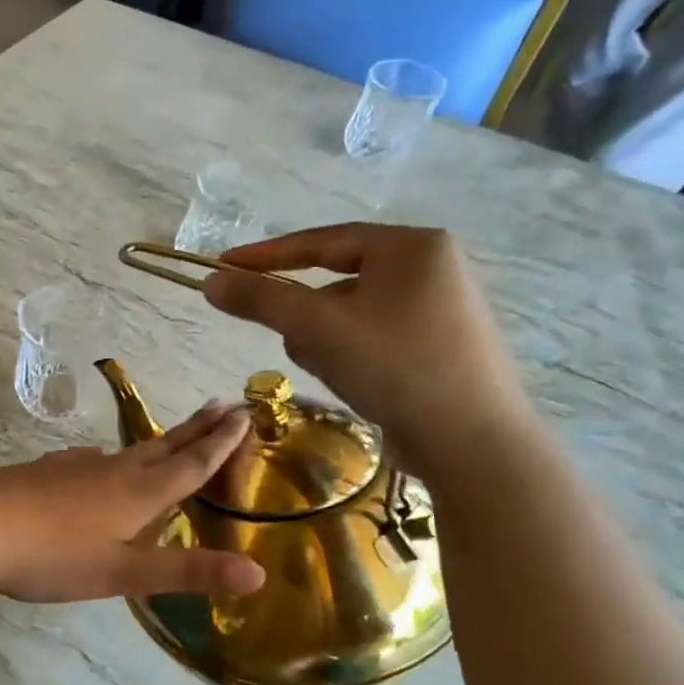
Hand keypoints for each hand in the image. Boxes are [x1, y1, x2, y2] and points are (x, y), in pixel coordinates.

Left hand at [0, 406, 267, 602]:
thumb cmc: (53, 554)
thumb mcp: (123, 573)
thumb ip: (187, 571)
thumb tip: (258, 574)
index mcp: (138, 492)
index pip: (190, 463)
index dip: (220, 443)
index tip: (245, 414)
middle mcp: (112, 470)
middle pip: (163, 446)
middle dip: (197, 428)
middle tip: (224, 404)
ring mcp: (75, 467)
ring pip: (129, 451)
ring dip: (159, 442)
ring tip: (173, 438)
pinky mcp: (47, 472)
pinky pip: (95, 460)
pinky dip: (115, 459)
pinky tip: (101, 464)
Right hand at [203, 223, 536, 479]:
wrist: (473, 444)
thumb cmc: (396, 368)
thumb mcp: (318, 328)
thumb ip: (260, 300)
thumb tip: (210, 282)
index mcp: (412, 246)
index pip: (322, 240)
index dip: (266, 255)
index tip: (222, 266)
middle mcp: (431, 268)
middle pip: (336, 280)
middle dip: (307, 315)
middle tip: (296, 342)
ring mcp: (438, 309)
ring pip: (350, 314)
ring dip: (326, 340)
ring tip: (335, 372)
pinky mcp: (437, 347)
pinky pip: (371, 337)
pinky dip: (350, 355)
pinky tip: (355, 384)